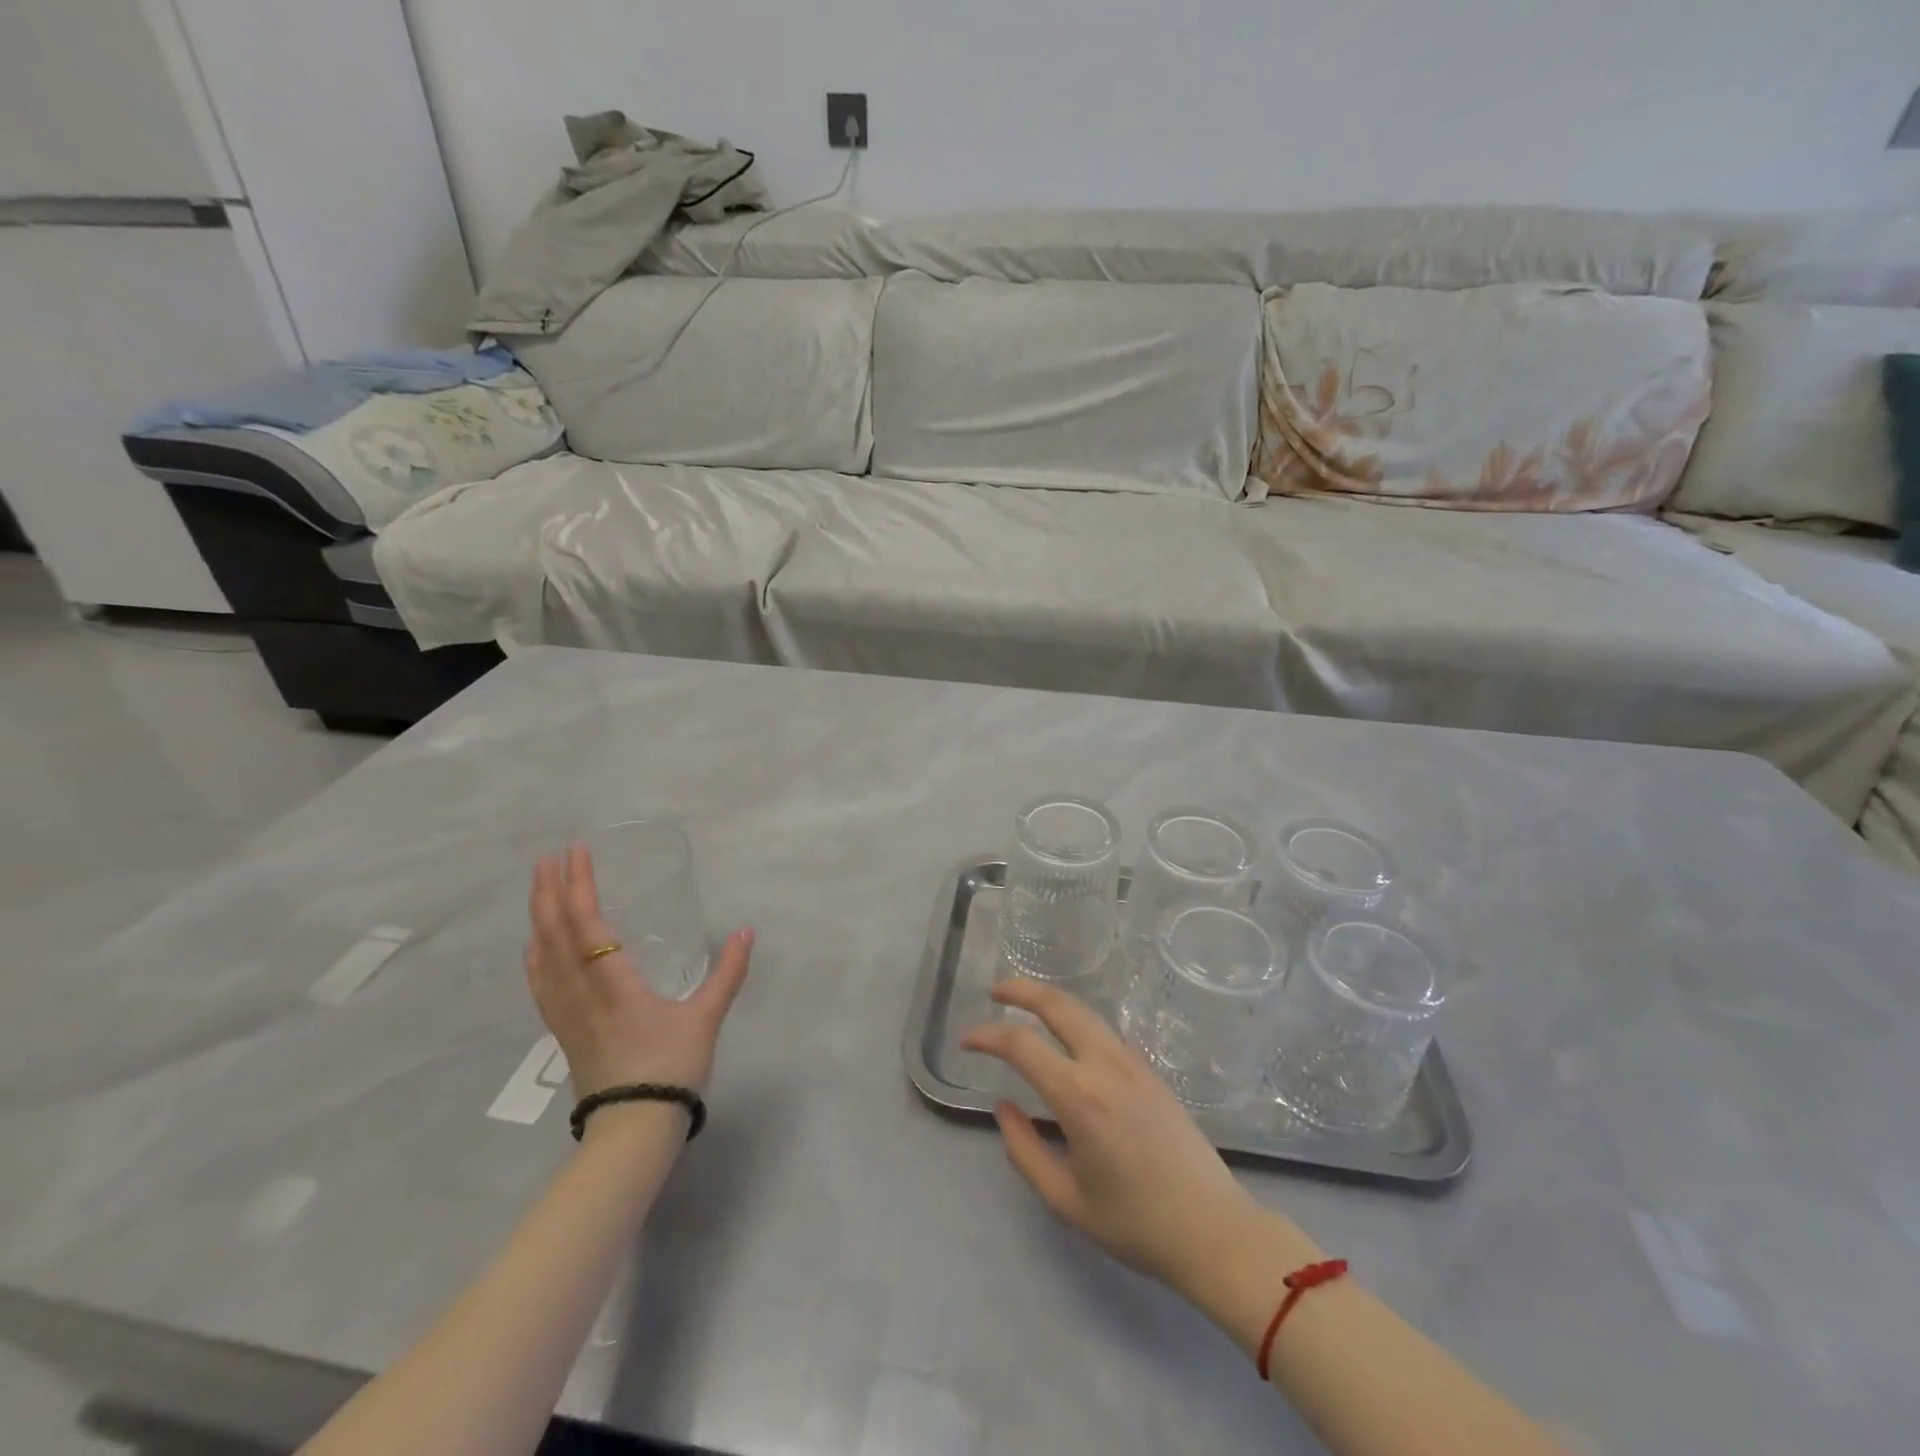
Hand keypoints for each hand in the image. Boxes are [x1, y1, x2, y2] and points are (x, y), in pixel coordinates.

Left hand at [525, 843, 752, 1099]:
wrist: (633, 1129)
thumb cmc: (671, 1069)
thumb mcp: (706, 1018)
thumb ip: (728, 972)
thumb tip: (746, 931)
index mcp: (614, 984)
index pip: (588, 924)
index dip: (580, 885)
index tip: (577, 852)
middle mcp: (582, 992)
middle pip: (555, 934)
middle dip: (549, 892)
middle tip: (548, 858)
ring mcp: (566, 1013)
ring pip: (542, 956)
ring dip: (538, 917)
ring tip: (539, 889)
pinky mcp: (563, 1030)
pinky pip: (540, 982)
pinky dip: (535, 953)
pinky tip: (536, 945)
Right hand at [961, 980, 1273, 1297]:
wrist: (1213, 1230)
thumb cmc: (1136, 1224)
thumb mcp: (1066, 1200)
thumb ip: (1024, 1151)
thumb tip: (1002, 1107)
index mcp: (1079, 1096)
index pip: (1021, 1045)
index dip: (987, 1036)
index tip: (966, 1041)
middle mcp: (1105, 1065)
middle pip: (1058, 1005)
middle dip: (1022, 991)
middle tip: (994, 992)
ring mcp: (1132, 1062)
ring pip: (1085, 1011)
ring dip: (1050, 1000)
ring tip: (1025, 1005)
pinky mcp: (1150, 1070)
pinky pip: (1105, 1030)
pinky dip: (1077, 1019)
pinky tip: (1068, 1036)